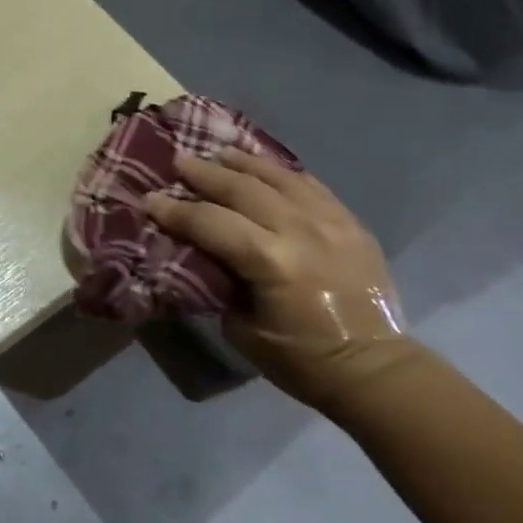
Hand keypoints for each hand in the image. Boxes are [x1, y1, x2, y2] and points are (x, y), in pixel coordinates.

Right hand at [146, 150, 407, 406]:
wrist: (373, 368)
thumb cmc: (299, 360)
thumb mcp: (241, 328)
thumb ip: (221, 283)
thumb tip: (204, 257)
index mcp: (270, 261)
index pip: (210, 222)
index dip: (175, 211)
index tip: (150, 199)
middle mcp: (300, 230)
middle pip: (243, 188)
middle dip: (206, 174)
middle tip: (179, 162)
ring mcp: (331, 221)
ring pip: (279, 177)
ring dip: (245, 163)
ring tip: (220, 154)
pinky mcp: (351, 223)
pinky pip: (311, 186)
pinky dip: (283, 174)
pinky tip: (266, 169)